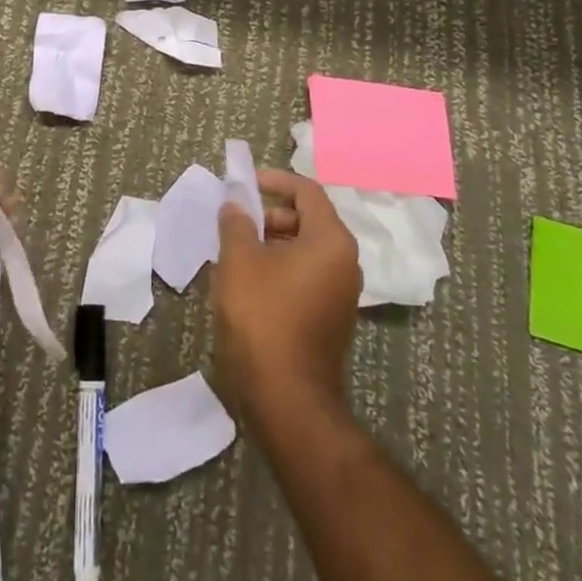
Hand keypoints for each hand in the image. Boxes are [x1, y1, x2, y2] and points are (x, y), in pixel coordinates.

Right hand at [211, 169, 360, 428]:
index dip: (275, 181)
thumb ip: (236, 223)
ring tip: (235, 254)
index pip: (307, 191)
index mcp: (331, 240)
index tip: (245, 184)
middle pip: (308, 219)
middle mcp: (345, 261)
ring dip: (271, 244)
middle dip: (269, 215)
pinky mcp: (331, 318)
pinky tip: (249, 285)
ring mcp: (341, 293)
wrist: (287, 399)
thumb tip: (236, 204)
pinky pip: (306, 276)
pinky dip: (280, 269)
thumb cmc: (263, 318)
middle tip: (235, 224)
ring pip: (305, 250)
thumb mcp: (239, 261)